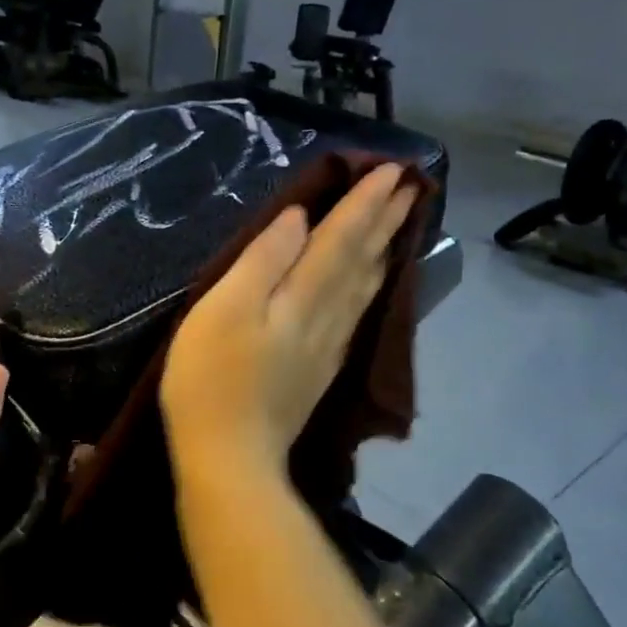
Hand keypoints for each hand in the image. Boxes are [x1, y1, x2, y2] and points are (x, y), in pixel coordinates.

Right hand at [162, 163, 417, 491]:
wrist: (230, 457)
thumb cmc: (213, 378)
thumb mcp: (224, 308)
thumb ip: (264, 260)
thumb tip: (300, 220)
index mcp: (302, 296)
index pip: (342, 238)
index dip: (365, 202)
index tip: (392, 169)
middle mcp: (326, 317)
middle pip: (362, 260)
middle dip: (385, 220)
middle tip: (413, 186)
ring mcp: (327, 347)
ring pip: (365, 288)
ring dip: (384, 251)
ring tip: (399, 226)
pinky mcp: (320, 370)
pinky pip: (356, 314)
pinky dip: (370, 288)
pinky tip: (371, 286)